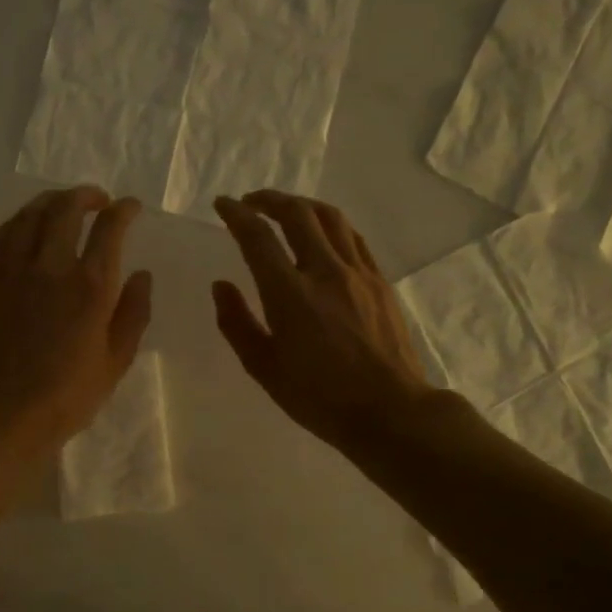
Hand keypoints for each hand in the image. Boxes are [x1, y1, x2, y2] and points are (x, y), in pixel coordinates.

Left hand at [0, 186, 152, 462]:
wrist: (3, 413)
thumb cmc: (67, 396)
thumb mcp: (116, 361)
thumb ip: (133, 313)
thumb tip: (143, 275)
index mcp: (90, 286)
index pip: (110, 228)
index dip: (124, 210)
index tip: (131, 207)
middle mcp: (52, 266)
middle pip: (66, 209)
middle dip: (87, 195)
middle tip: (99, 200)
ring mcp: (14, 270)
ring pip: (31, 214)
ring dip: (52, 200)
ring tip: (64, 203)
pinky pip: (3, 234)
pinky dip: (20, 220)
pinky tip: (27, 224)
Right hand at [212, 191, 439, 454]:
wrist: (390, 411)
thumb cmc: (319, 397)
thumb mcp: (263, 368)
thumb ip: (237, 323)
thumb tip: (221, 285)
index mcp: (289, 294)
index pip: (257, 237)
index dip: (236, 214)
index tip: (222, 204)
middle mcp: (324, 272)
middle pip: (297, 213)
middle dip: (269, 199)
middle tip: (251, 202)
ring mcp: (358, 273)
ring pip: (330, 217)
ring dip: (302, 205)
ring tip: (286, 210)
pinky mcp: (380, 282)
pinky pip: (353, 237)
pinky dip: (330, 224)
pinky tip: (323, 234)